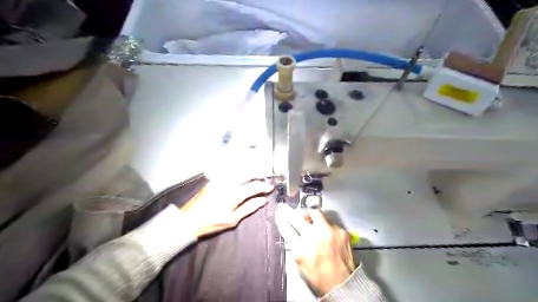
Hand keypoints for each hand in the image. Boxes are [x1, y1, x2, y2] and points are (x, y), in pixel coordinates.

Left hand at [179, 180, 273, 237]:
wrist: (189, 220)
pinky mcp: (214, 180)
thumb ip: (249, 208)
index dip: (264, 187)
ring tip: (255, 177)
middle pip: (247, 174)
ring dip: (248, 172)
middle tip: (264, 179)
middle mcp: (228, 183)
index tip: (271, 188)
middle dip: (258, 175)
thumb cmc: (212, 223)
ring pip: (238, 171)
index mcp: (234, 194)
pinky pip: (229, 173)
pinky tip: (241, 177)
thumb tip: (263, 201)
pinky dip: (238, 173)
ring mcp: (220, 180)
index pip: (254, 187)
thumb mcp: (232, 220)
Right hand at [275, 204, 356, 295]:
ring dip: (309, 213)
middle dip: (287, 211)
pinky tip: (326, 232)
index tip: (279, 214)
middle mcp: (313, 236)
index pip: (286, 227)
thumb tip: (292, 233)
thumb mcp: (301, 265)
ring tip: (308, 215)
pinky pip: (329, 221)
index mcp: (301, 248)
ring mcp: (328, 231)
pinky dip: (325, 225)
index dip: (280, 219)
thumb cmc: (322, 279)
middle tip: (285, 208)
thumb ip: (295, 247)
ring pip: (314, 211)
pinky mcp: (340, 231)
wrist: (344, 285)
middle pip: (296, 217)